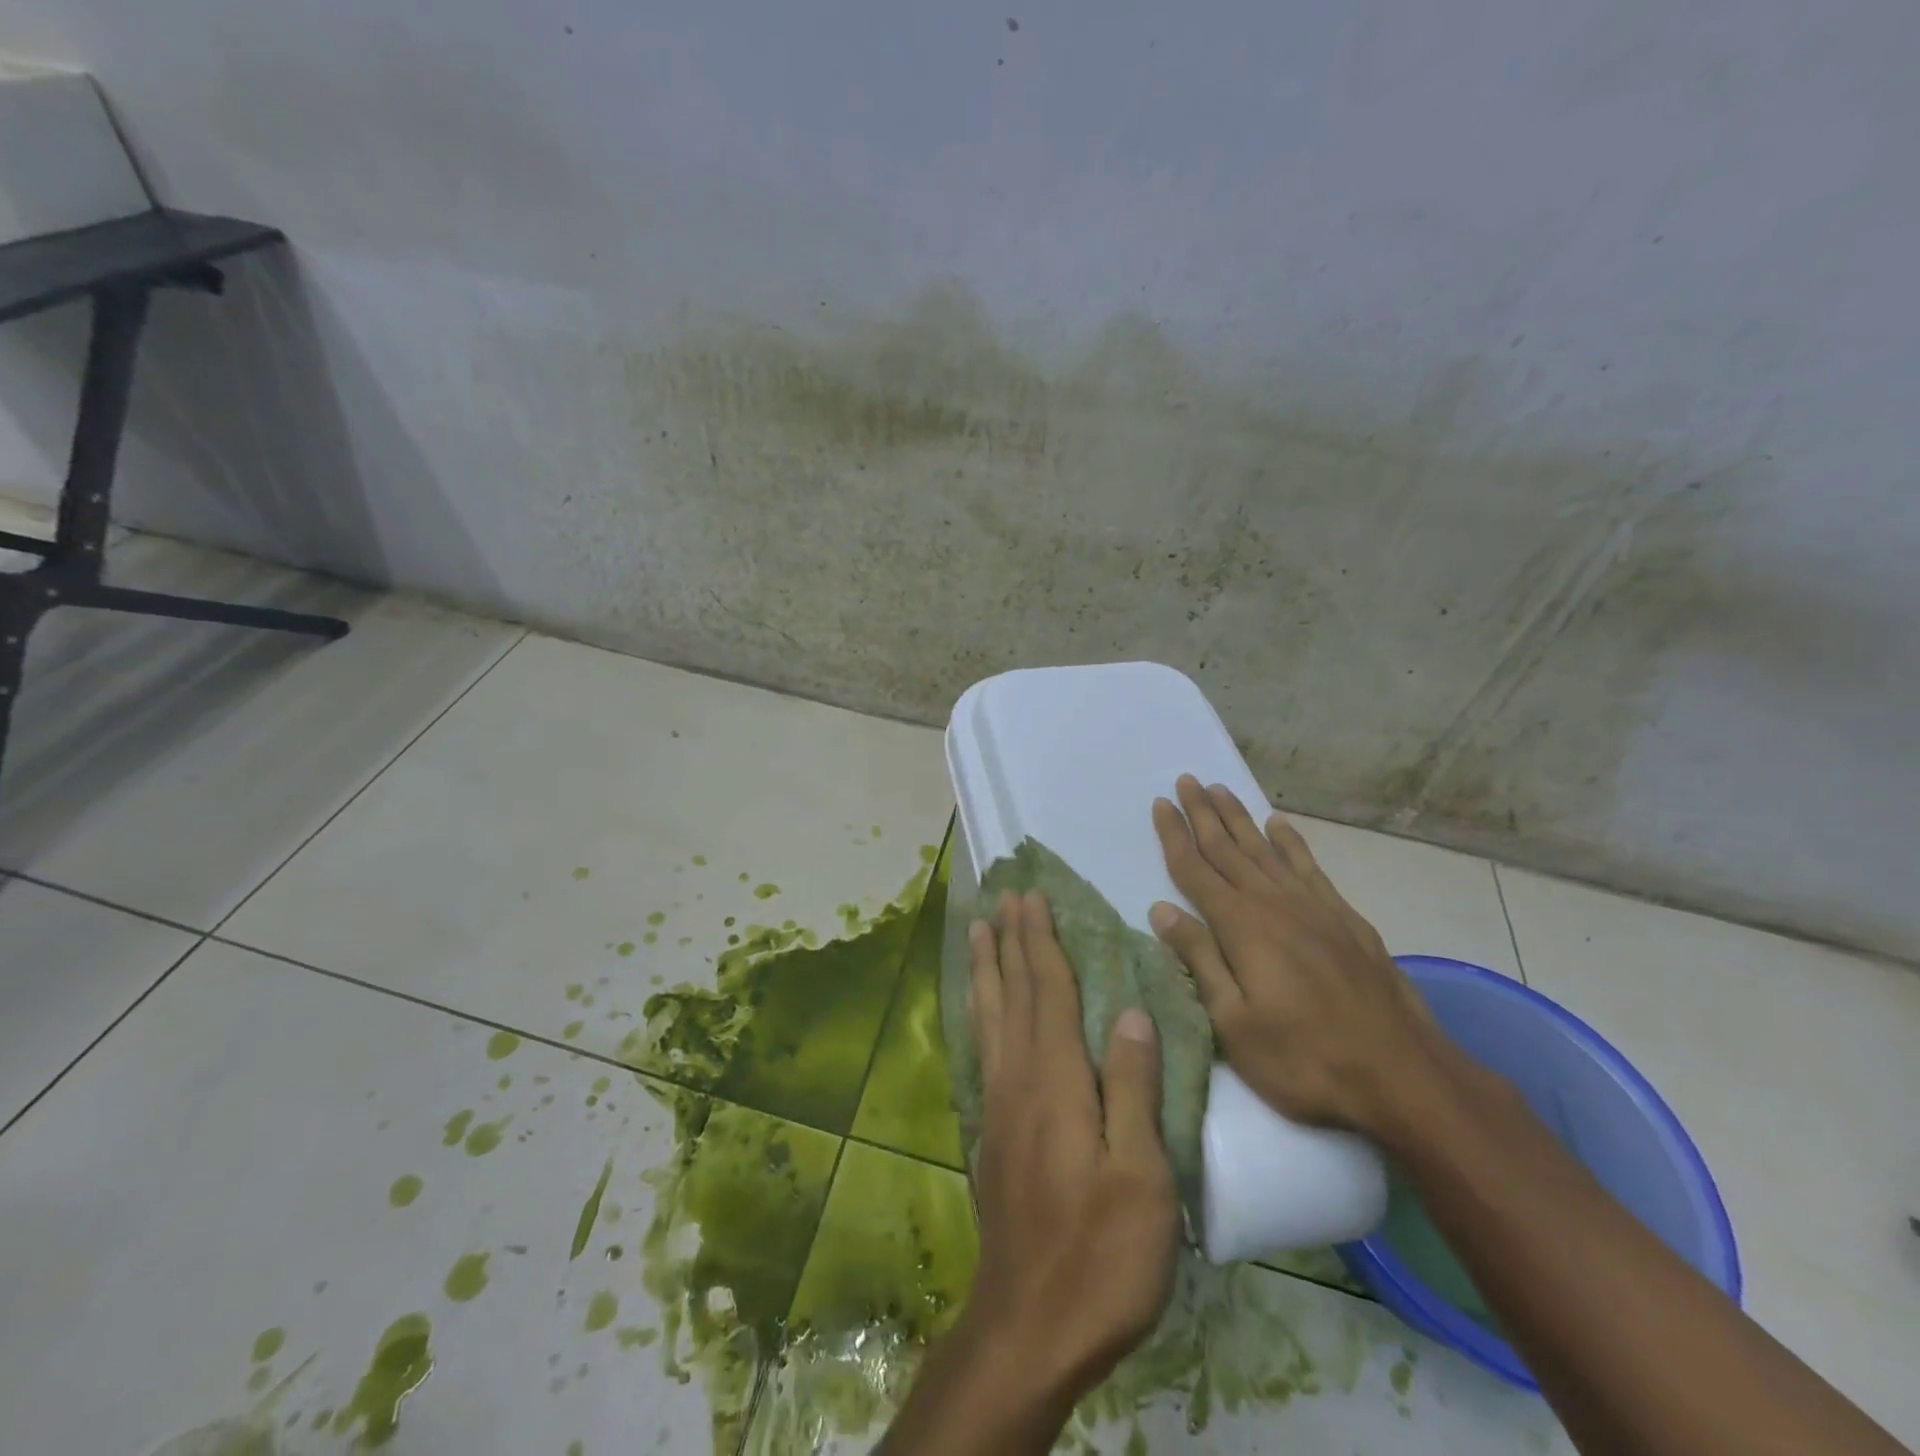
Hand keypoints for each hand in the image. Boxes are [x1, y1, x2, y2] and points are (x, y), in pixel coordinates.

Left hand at [879, 892, 1178, 1455]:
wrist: (1029, 1325)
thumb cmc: (1101, 1254)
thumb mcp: (1141, 1176)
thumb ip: (1133, 1088)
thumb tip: (1132, 1012)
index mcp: (1056, 1080)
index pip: (1048, 991)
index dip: (1041, 941)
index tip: (1032, 897)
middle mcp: (1019, 1079)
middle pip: (1013, 993)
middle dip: (1009, 940)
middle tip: (1002, 896)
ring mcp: (999, 1104)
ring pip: (990, 1016)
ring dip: (986, 967)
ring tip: (978, 930)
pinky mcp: (991, 1130)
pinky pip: (983, 1048)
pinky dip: (980, 1013)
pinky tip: (979, 1008)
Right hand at [1148, 774, 1446, 1140]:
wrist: (1402, 1077)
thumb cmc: (1305, 1060)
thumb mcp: (1234, 1024)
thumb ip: (1199, 960)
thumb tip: (1161, 910)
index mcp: (1242, 927)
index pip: (1196, 870)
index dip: (1175, 835)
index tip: (1161, 804)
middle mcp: (1274, 904)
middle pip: (1229, 849)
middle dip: (1203, 813)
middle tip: (1186, 780)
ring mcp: (1314, 908)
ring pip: (1265, 849)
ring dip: (1240, 818)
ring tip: (1220, 789)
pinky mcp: (1345, 918)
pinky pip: (1308, 866)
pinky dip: (1290, 841)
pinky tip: (1278, 824)